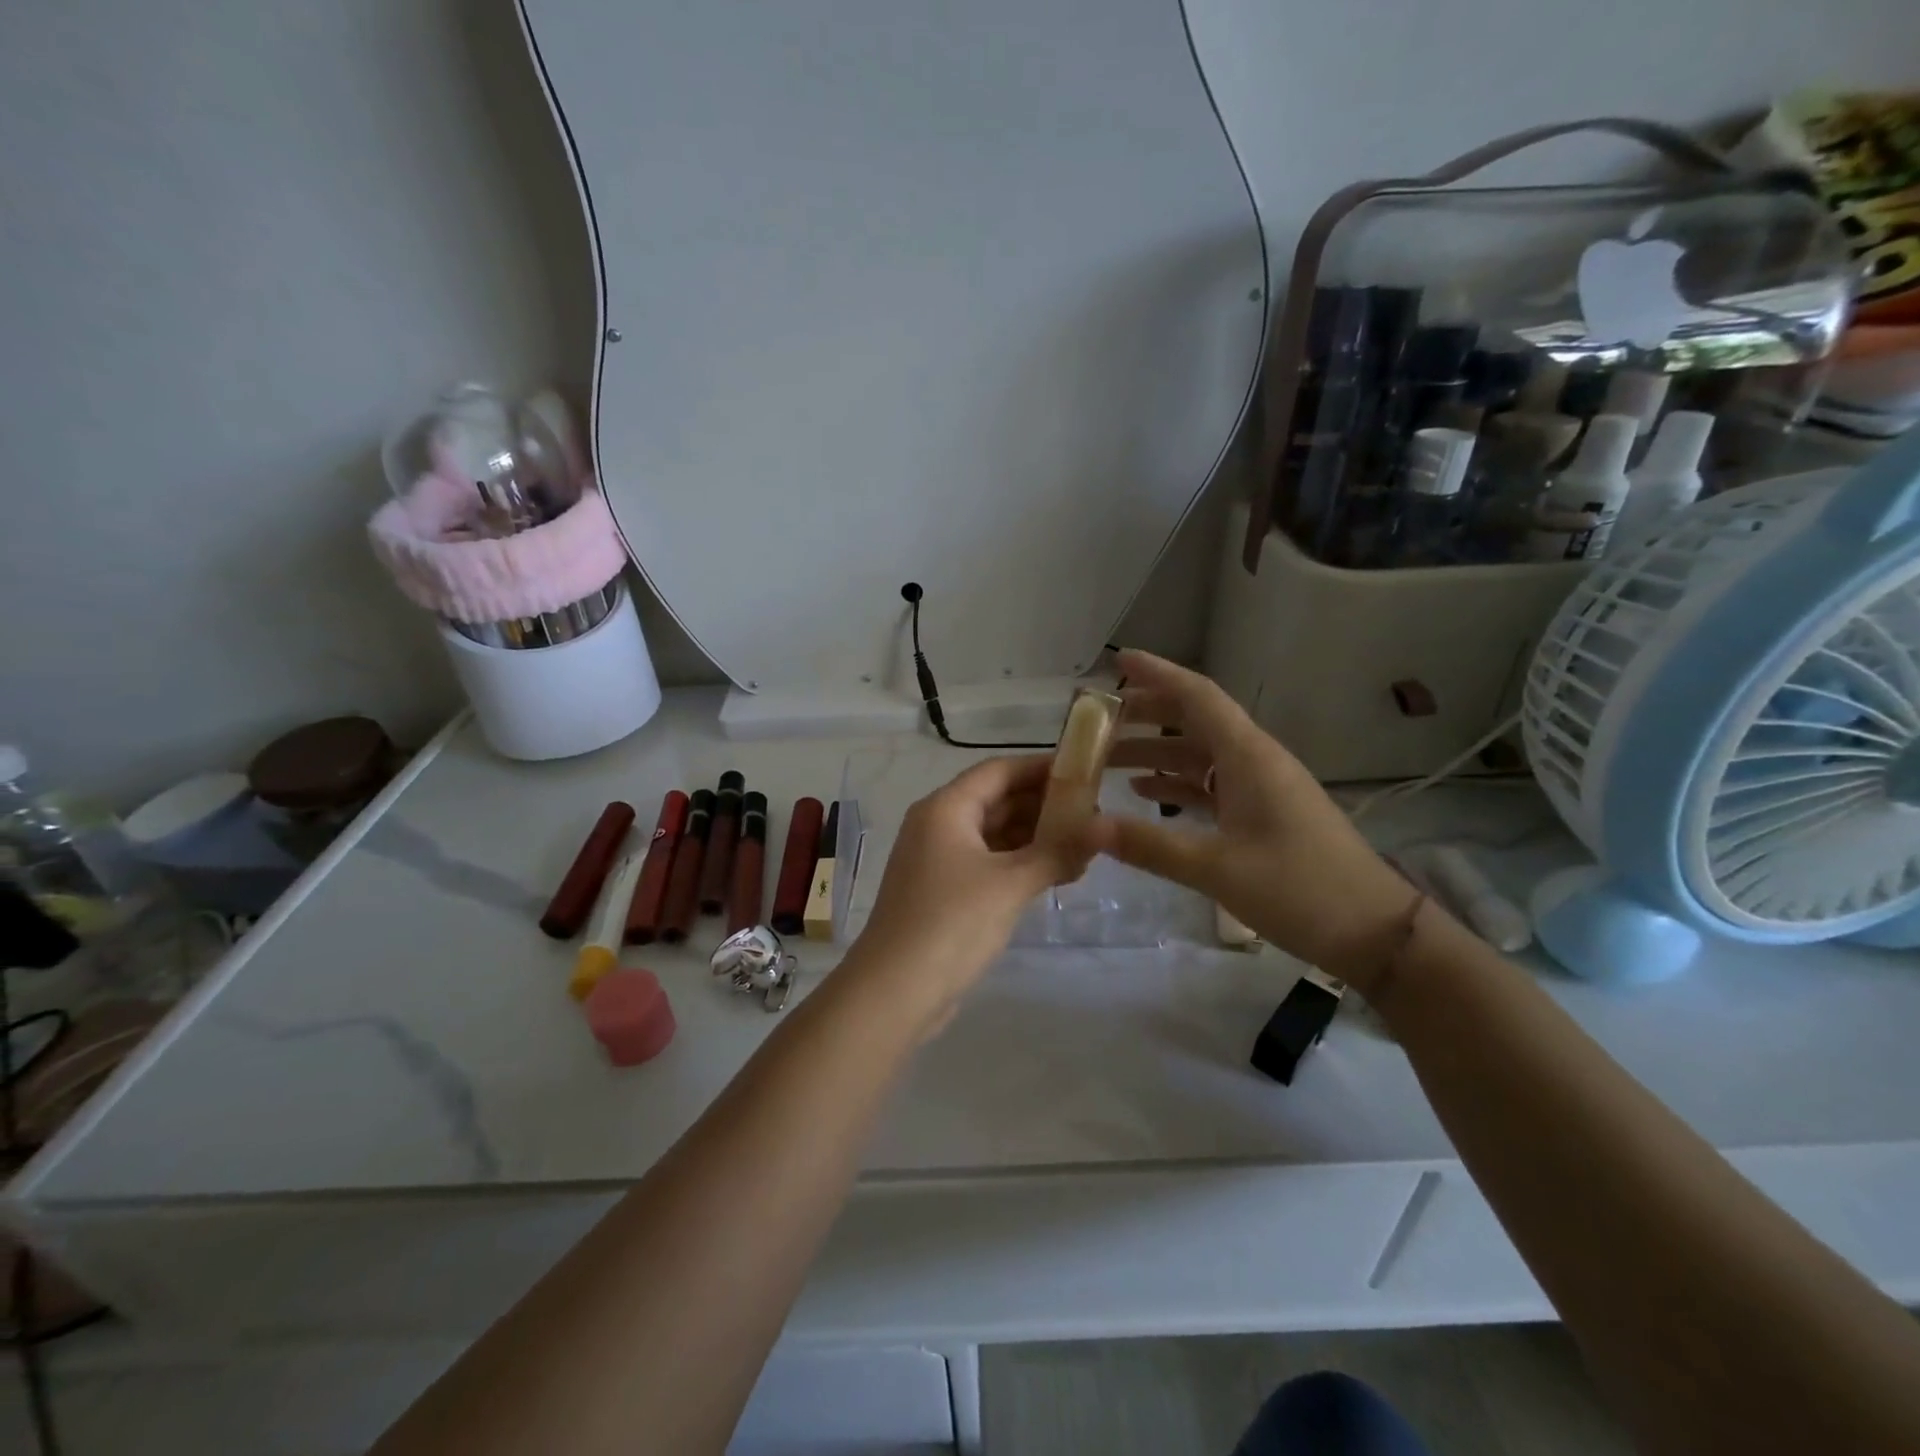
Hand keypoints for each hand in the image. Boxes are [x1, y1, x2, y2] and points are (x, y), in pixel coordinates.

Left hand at [849, 755, 1093, 1021]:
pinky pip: (987, 863)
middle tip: (1094, 814)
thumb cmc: (952, 923)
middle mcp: (938, 825)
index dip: (1041, 768)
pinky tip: (1056, 875)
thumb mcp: (1011, 884)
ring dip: (1035, 838)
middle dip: (1043, 806)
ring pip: (993, 834)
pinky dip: (1019, 864)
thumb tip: (1107, 825)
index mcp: (946, 808)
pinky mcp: (943, 892)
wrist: (894, 991)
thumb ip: (1059, 851)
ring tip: (1084, 847)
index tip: (1085, 772)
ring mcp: (938, 860)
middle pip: (996, 800)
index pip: (999, 770)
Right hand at [1091, 651, 1418, 991]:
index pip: (1197, 697)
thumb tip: (1085, 827)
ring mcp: (1260, 787)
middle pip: (1194, 720)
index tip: (1117, 661)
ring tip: (1106, 759)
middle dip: (1146, 713)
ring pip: (1199, 754)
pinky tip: (1144, 793)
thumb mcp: (1217, 868)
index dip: (1157, 674)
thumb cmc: (1299, 889)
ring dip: (1155, 751)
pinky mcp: (1263, 813)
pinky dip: (1176, 783)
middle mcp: (1254, 760)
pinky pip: (1211, 784)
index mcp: (1248, 756)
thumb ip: (1149, 845)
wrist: (1374, 932)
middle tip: (1097, 719)